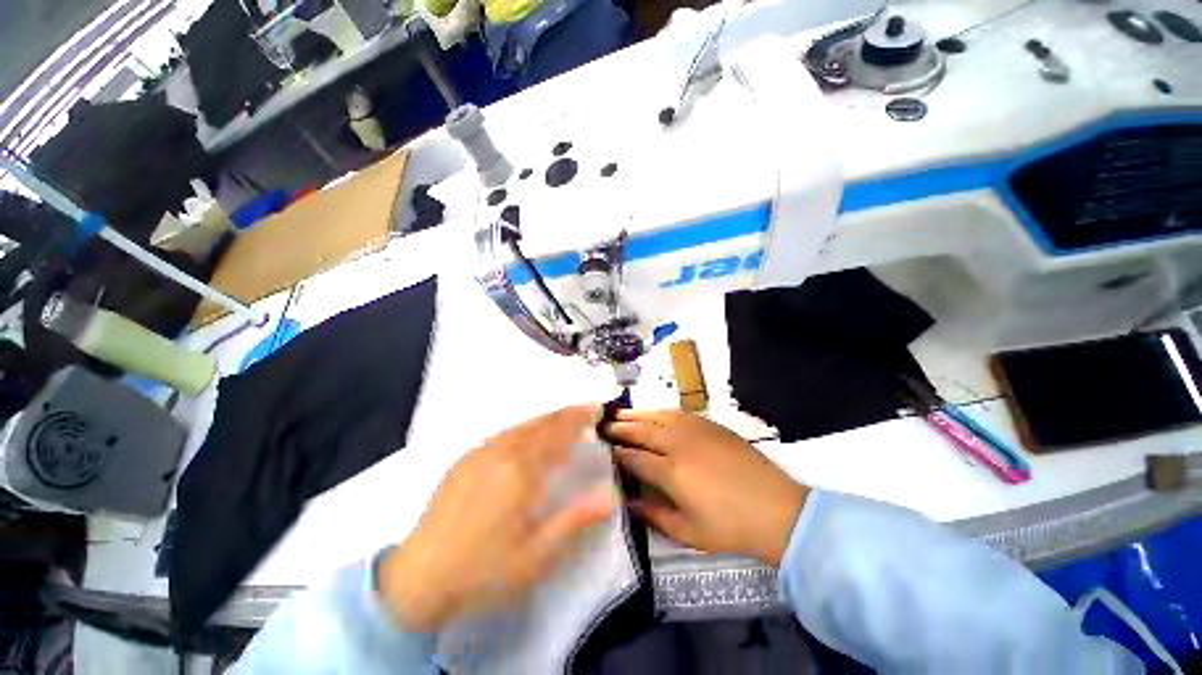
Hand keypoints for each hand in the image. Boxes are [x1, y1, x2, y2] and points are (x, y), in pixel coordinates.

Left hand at [377, 406, 614, 631]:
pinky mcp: (464, 460)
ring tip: (563, 420)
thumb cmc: (483, 571)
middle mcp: (500, 452)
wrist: (416, 580)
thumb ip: (575, 520)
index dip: (579, 418)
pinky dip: (524, 428)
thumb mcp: (536, 556)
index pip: (557, 434)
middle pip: (540, 423)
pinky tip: (527, 437)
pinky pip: (503, 433)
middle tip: (585, 410)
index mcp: (520, 472)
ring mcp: (479, 453)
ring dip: (546, 419)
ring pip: (521, 425)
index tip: (597, 408)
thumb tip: (611, 496)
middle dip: (566, 414)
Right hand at [606, 409, 806, 565]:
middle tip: (604, 425)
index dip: (617, 453)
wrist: (776, 510)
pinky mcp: (710, 425)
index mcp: (671, 472)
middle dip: (621, 428)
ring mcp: (696, 430)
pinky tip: (654, 413)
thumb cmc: (730, 527)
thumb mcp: (688, 532)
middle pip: (642, 430)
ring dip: (637, 414)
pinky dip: (660, 411)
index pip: (635, 458)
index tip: (602, 449)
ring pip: (658, 416)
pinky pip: (678, 412)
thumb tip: (629, 503)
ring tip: (621, 414)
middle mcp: (679, 444)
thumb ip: (654, 516)